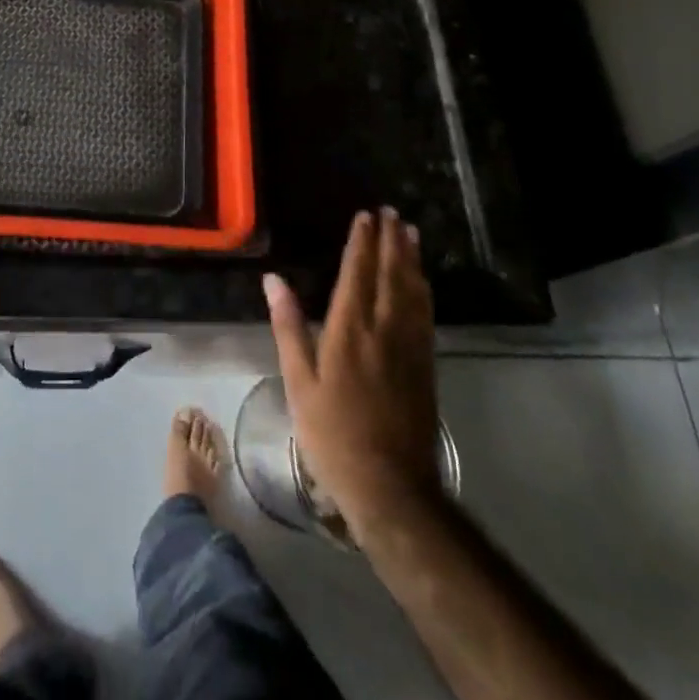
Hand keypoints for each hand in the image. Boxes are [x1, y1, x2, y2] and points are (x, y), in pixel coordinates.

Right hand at [264, 206, 440, 540]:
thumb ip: (289, 327)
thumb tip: (273, 280)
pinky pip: (425, 314)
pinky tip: (422, 281)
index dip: (361, 243)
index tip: (364, 216)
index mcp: (349, 330)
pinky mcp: (425, 366)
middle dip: (390, 241)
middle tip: (391, 212)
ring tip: (409, 233)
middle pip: (390, 275)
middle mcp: (384, 330)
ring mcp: (410, 348)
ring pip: (413, 291)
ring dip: (411, 259)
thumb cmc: (333, 434)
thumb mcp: (298, 382)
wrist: (391, 487)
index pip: (357, 273)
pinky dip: (423, 289)